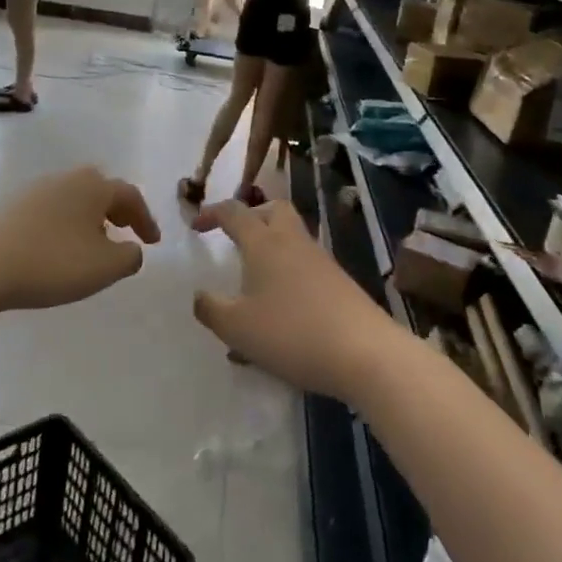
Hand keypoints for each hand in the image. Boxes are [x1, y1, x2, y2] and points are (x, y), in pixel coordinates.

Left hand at [0, 167, 160, 312]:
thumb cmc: (53, 262)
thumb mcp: (104, 267)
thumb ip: (130, 257)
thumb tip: (133, 249)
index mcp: (94, 186)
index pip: (130, 196)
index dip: (145, 219)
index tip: (153, 242)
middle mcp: (68, 179)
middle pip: (101, 190)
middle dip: (118, 210)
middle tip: (128, 232)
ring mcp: (38, 190)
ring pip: (76, 199)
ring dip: (91, 218)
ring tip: (95, 244)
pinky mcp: (14, 207)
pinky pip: (54, 210)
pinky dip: (68, 224)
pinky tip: (62, 247)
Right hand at [192, 201, 400, 402]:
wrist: (365, 352)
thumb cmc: (292, 333)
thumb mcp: (237, 328)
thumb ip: (211, 310)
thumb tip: (199, 295)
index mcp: (264, 243)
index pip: (234, 213)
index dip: (212, 213)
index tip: (196, 226)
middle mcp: (292, 241)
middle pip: (273, 209)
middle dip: (251, 215)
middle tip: (235, 237)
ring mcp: (320, 260)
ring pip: (292, 234)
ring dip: (271, 244)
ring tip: (254, 276)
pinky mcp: (339, 281)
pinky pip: (305, 261)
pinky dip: (288, 269)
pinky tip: (281, 304)